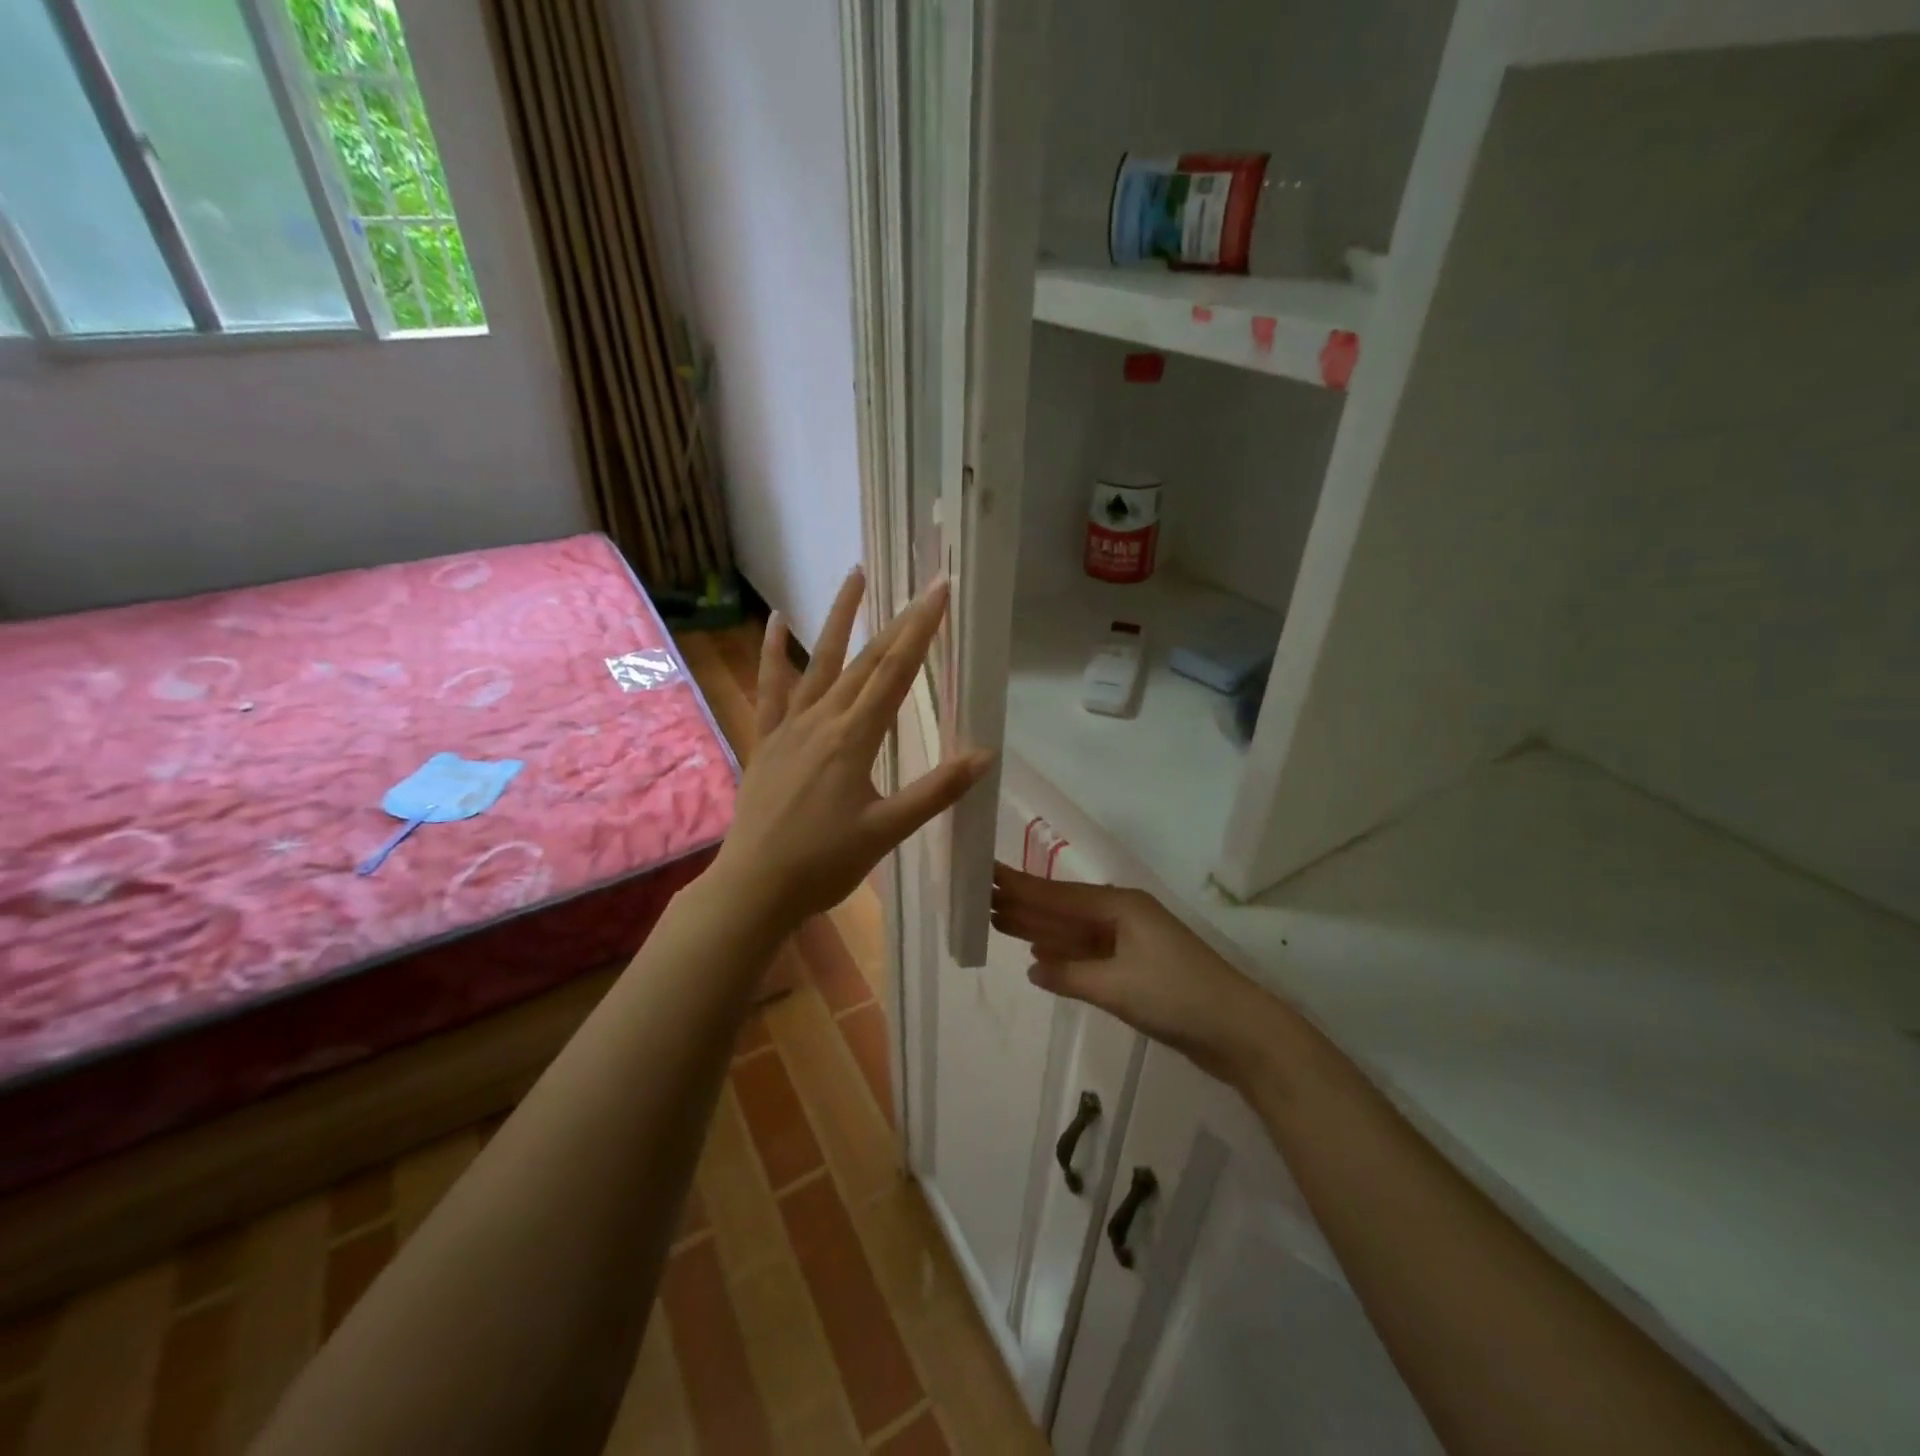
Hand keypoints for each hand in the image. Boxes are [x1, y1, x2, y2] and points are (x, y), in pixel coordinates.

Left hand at [712, 568, 993, 928]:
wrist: (754, 887)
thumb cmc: (824, 864)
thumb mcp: (887, 831)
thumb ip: (935, 791)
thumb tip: (985, 755)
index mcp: (854, 739)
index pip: (895, 673)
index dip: (921, 630)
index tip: (939, 592)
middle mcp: (821, 720)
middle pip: (865, 661)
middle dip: (898, 621)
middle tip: (922, 585)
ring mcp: (789, 727)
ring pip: (818, 662)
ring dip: (838, 618)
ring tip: (854, 576)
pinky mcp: (767, 740)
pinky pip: (770, 689)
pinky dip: (772, 654)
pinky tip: (775, 622)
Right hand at [990, 864, 1288, 1088]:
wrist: (1239, 1032)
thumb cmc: (1177, 998)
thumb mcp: (1117, 986)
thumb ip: (1070, 975)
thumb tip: (1033, 967)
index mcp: (1120, 907)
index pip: (1059, 895)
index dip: (1021, 886)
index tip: (987, 873)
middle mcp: (1123, 917)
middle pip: (1064, 909)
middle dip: (1026, 904)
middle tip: (981, 897)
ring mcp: (1131, 942)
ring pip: (1074, 932)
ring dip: (1040, 928)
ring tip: (999, 919)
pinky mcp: (1137, 968)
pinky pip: (1089, 954)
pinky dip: (1063, 955)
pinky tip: (1039, 957)